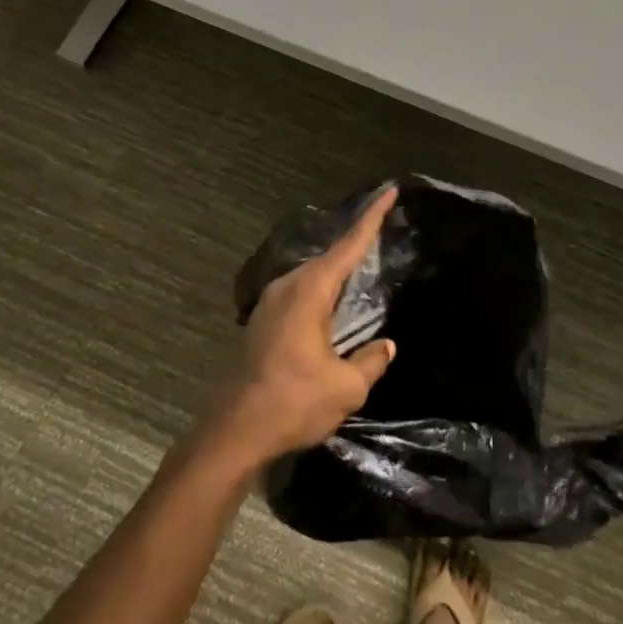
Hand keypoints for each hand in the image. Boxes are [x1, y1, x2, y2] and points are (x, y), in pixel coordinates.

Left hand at [201, 188, 399, 470]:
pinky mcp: (262, 324)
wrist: (233, 432)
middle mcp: (287, 288)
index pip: (349, 245)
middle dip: (356, 242)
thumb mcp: (345, 387)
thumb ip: (370, 361)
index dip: (372, 218)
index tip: (389, 191)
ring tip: (364, 265)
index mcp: (309, 291)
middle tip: (383, 229)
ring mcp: (270, 304)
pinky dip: (323, 291)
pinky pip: (301, 295)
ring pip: (312, 276)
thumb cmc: (292, 403)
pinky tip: (334, 305)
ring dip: (338, 270)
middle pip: (329, 257)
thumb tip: (385, 346)